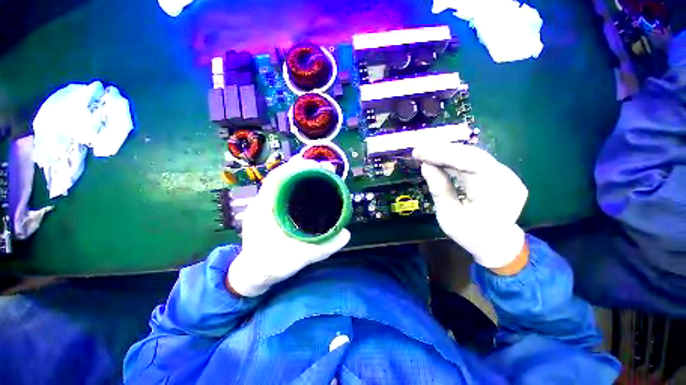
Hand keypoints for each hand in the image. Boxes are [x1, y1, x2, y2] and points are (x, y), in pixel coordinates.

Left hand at [228, 158, 350, 296]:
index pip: (276, 179)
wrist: (252, 275)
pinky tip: (307, 187)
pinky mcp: (269, 209)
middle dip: (301, 168)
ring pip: (281, 182)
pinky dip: (295, 184)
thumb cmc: (271, 266)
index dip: (294, 167)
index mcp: (264, 209)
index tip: (315, 164)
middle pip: (281, 176)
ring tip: (318, 173)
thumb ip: (323, 248)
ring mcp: (264, 205)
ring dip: (298, 174)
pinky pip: (282, 191)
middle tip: (322, 167)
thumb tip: (347, 234)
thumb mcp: (299, 259)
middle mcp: (262, 202)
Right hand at [413, 143, 527, 269]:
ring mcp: (507, 175)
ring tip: (426, 152)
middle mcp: (506, 179)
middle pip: (472, 155)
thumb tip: (426, 165)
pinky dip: (456, 159)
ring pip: (474, 155)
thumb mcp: (448, 216)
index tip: (418, 152)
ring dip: (448, 152)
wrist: (497, 244)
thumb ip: (439, 189)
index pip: (469, 163)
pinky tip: (441, 158)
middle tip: (419, 150)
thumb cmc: (470, 234)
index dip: (442, 154)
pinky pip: (476, 161)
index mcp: (494, 193)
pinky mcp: (502, 174)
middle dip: (443, 150)